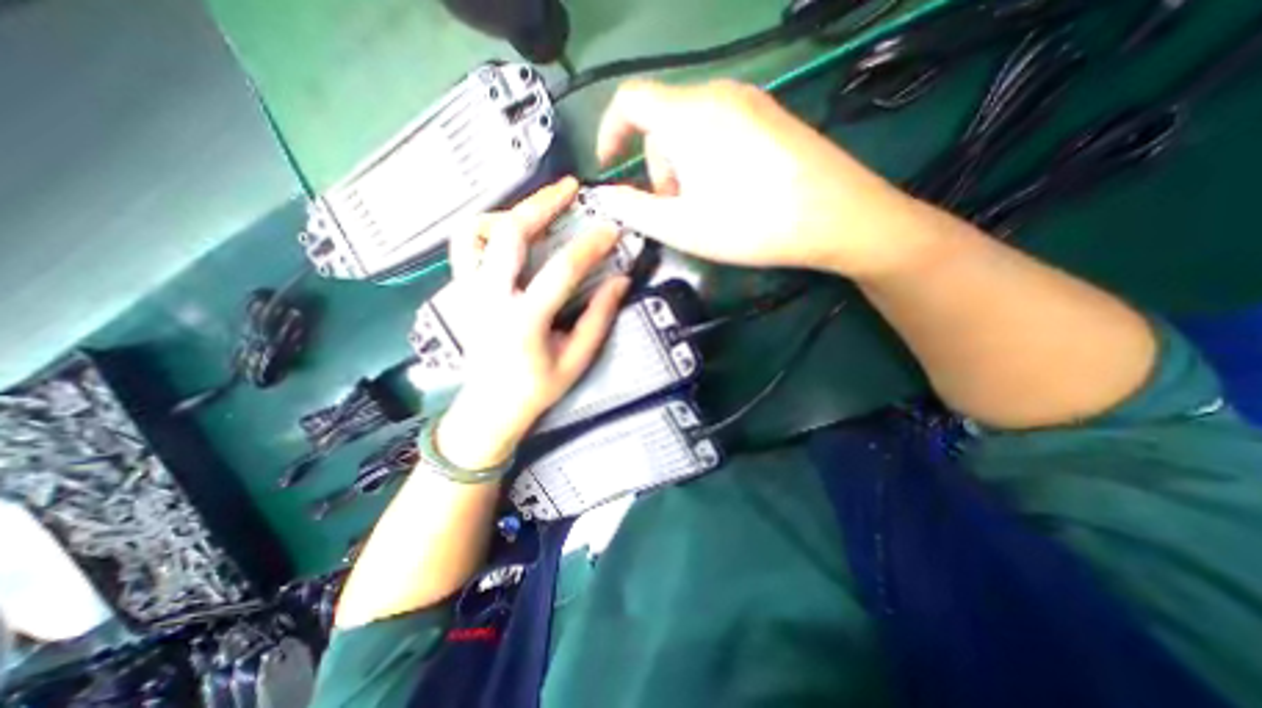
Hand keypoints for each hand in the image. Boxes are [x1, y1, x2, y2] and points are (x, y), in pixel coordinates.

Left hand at [436, 176, 629, 471]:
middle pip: (510, 233)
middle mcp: (490, 298)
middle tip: (570, 189)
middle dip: (542, 204)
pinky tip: (509, 231)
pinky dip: (485, 227)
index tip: (611, 229)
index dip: (589, 245)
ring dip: (508, 211)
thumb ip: (599, 318)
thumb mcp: (577, 359)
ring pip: (476, 230)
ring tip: (537, 207)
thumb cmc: (537, 388)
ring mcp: (468, 291)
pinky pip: (464, 245)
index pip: (561, 270)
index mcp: (525, 321)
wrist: (490, 407)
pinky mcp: (461, 290)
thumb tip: (621, 280)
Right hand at [595, 80, 935, 279]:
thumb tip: (605, 195)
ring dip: (683, 165)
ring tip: (704, 205)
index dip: (610, 131)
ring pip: (693, 128)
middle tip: (675, 208)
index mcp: (688, 115)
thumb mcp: (681, 226)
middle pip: (664, 121)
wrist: (837, 216)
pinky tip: (731, 191)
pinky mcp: (772, 115)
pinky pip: (722, 129)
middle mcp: (718, 94)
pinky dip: (709, 158)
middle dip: (657, 165)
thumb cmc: (750, 223)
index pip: (629, 101)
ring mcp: (750, 101)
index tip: (610, 165)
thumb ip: (634, 209)